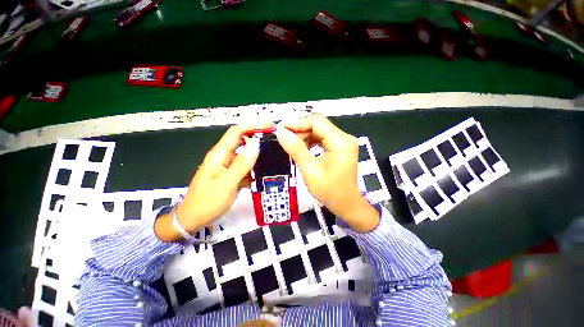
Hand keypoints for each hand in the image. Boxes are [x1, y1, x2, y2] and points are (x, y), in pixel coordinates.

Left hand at [155, 121, 272, 241]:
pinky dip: (256, 166)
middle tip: (277, 139)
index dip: (253, 125)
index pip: (237, 132)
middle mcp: (225, 157)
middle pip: (243, 140)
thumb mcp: (226, 183)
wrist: (192, 220)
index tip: (270, 125)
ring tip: (275, 153)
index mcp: (220, 154)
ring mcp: (228, 166)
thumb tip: (256, 144)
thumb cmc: (207, 202)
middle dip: (259, 136)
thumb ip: (241, 164)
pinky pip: (246, 167)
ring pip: (246, 154)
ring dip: (259, 152)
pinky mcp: (232, 175)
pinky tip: (266, 170)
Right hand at [275, 114, 378, 232]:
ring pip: (318, 131)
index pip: (317, 122)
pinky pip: (322, 139)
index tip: (281, 130)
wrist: (346, 204)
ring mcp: (343, 142)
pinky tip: (302, 149)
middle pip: (318, 125)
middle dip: (299, 131)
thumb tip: (281, 133)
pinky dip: (310, 142)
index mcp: (341, 142)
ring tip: (291, 146)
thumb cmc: (330, 192)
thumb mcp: (310, 171)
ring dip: (303, 137)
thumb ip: (296, 150)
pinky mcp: (339, 147)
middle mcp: (344, 138)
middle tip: (284, 140)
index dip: (297, 123)